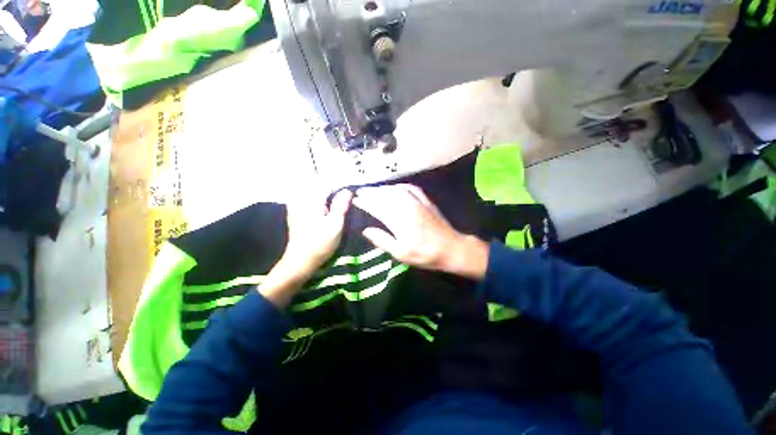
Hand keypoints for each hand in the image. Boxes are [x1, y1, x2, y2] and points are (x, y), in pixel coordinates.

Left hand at [259, 189, 351, 307]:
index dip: (341, 188)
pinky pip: (308, 201)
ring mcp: (296, 207)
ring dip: (327, 197)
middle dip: (334, 192)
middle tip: (345, 202)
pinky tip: (325, 212)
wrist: (300, 261)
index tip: (350, 196)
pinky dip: (319, 203)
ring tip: (336, 207)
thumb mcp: (336, 225)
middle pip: (321, 187)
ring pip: (315, 194)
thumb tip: (347, 190)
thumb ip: (341, 205)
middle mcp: (302, 200)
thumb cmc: (320, 244)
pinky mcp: (295, 214)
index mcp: (312, 201)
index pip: (328, 184)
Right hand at [353, 185, 488, 279]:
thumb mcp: (401, 253)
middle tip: (361, 191)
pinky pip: (411, 188)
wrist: (451, 249)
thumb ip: (383, 241)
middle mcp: (407, 209)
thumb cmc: (425, 255)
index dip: (365, 203)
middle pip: (386, 195)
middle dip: (372, 191)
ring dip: (384, 188)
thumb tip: (366, 230)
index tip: (356, 199)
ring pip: (397, 190)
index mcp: (400, 223)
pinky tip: (396, 187)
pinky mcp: (427, 201)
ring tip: (375, 189)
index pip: (378, 208)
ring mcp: (418, 203)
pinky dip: (400, 186)